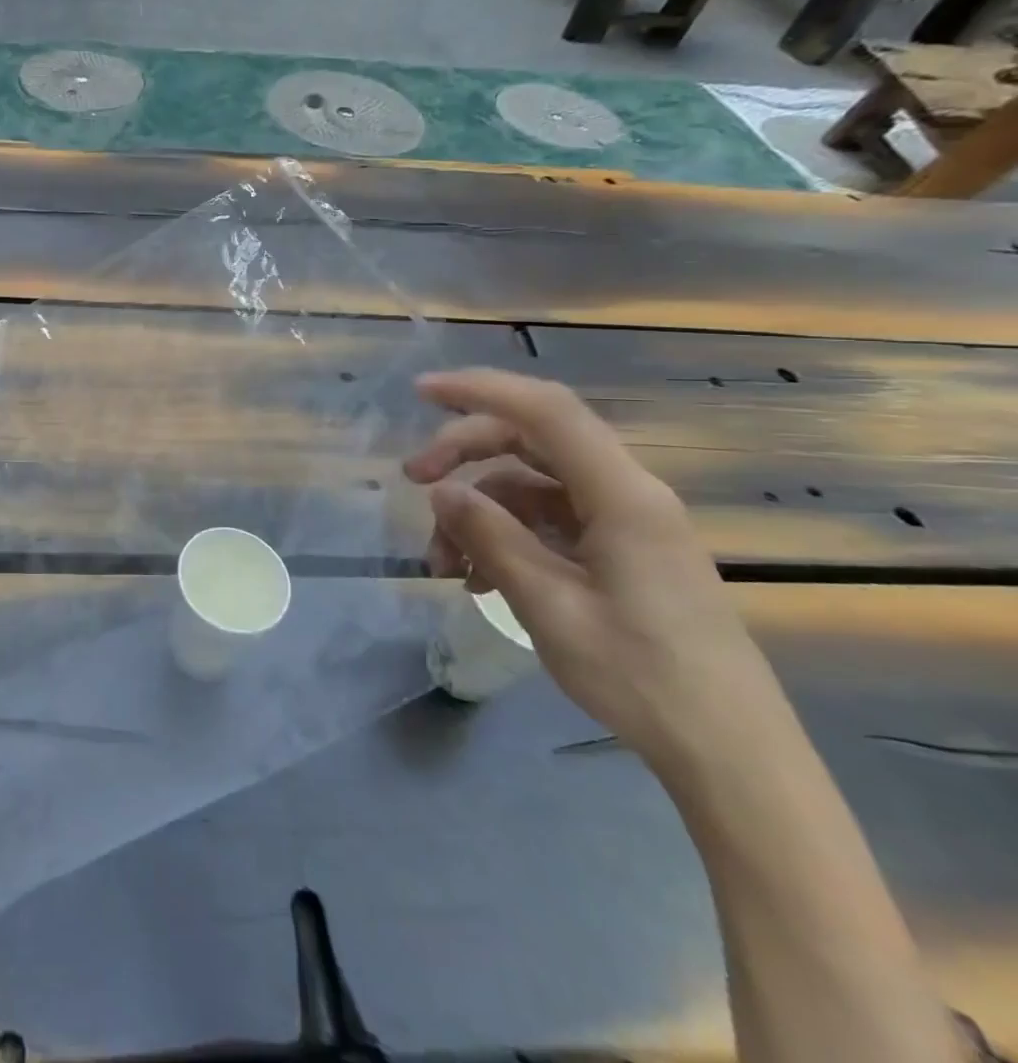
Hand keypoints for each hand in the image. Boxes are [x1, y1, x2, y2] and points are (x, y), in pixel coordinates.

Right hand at [403, 368, 787, 778]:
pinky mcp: (621, 550)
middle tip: (413, 480)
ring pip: (532, 483)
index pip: (546, 411)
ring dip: (480, 507)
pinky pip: (548, 519)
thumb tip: (442, 491)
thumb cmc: (642, 677)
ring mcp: (625, 523)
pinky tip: (478, 575)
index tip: (421, 393)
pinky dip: (504, 534)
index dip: (481, 390)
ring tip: (443, 561)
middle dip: (465, 451)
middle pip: (533, 440)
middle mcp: (627, 495)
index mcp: (622, 497)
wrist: (729, 753)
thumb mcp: (549, 606)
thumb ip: (492, 538)